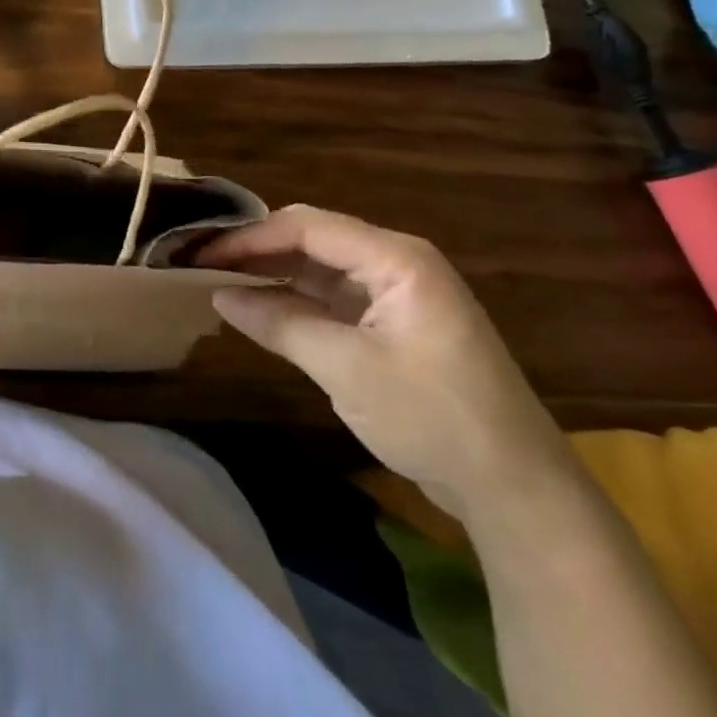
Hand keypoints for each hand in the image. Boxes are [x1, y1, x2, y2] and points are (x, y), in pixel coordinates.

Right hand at [197, 206, 573, 519]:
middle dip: (257, 250)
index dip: (249, 238)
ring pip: (320, 268)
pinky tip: (260, 308)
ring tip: (219, 281)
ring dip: (273, 274)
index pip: (307, 227)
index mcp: (396, 258)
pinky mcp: (394, 325)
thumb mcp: (347, 369)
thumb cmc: (433, 418)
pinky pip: (333, 298)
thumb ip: (280, 324)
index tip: (200, 254)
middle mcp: (396, 263)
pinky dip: (295, 301)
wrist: (515, 490)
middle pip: (313, 240)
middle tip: (202, 264)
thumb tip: (220, 295)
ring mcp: (397, 294)